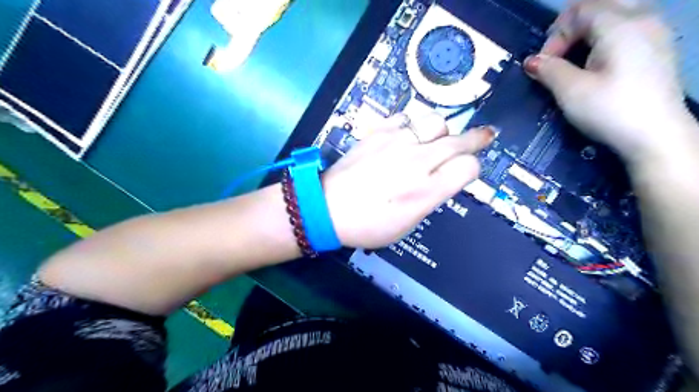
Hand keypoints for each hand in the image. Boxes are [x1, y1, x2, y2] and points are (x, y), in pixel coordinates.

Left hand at [321, 113, 490, 248]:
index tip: (466, 172)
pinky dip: (413, 125)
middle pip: (459, 141)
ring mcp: (396, 142)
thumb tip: (445, 178)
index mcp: (426, 191)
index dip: (471, 169)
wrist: (327, 207)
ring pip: (435, 123)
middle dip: (475, 139)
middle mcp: (416, 162)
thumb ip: (431, 197)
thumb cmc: (368, 225)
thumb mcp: (407, 224)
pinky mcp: (378, 132)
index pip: (468, 167)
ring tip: (436, 140)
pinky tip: (408, 134)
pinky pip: (406, 118)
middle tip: (484, 136)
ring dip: (442, 132)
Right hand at [524, 1, 692, 163]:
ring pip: (615, 13)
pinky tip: (596, 63)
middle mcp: (643, 19)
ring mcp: (655, 32)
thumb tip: (531, 61)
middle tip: (557, 54)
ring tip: (573, 59)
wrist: (655, 136)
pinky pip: (627, 27)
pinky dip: (604, 37)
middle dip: (571, 27)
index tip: (543, 66)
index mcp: (621, 25)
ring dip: (587, 32)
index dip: (554, 36)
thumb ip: (549, 70)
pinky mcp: (657, 49)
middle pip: (599, 5)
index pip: (579, 12)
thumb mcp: (571, 91)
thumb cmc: (610, 110)